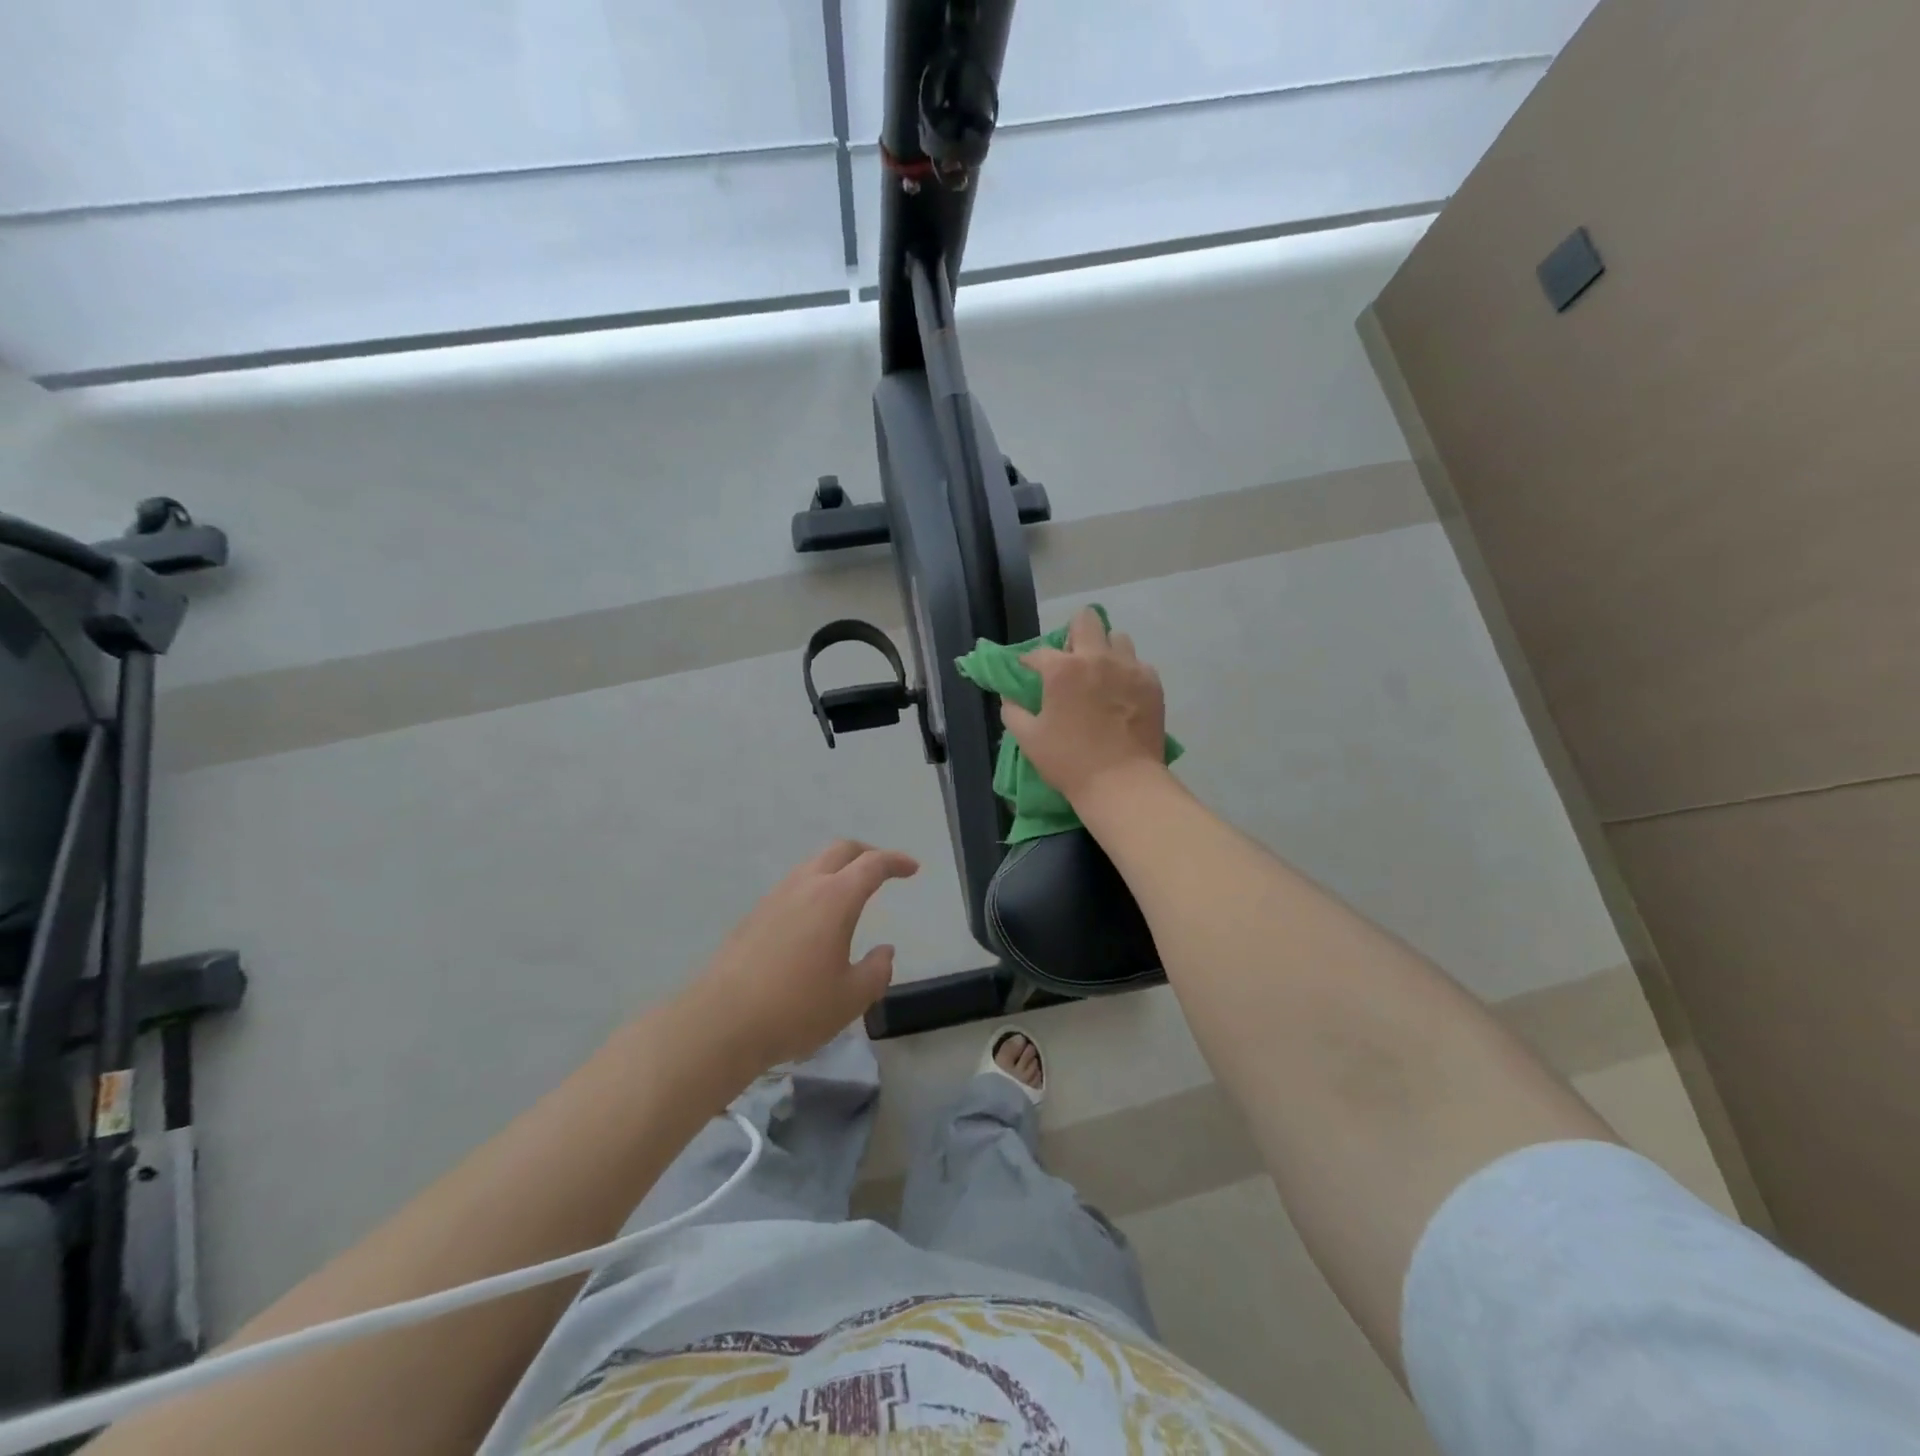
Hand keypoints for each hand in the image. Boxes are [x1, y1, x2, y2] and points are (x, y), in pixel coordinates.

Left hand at [683, 840, 918, 1070]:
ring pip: (812, 865)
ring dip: (837, 869)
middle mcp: (805, 886)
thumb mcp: (851, 998)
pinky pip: (793, 886)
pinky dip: (814, 887)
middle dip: (867, 854)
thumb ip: (877, 971)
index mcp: (835, 898)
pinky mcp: (754, 916)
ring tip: (850, 893)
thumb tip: (884, 952)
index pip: (872, 864)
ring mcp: (775, 898)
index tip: (912, 869)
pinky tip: (815, 920)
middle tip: (884, 870)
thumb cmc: (796, 1008)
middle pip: (840, 851)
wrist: (721, 1022)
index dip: (896, 862)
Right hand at [1000, 606, 1166, 805]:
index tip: (1029, 673)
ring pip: (1117, 638)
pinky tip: (1121, 695)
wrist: (1122, 782)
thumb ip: (1013, 711)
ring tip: (1100, 675)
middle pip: (1086, 619)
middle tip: (1071, 661)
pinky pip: (1138, 664)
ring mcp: (1129, 668)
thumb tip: (1010, 697)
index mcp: (1062, 669)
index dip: (1029, 663)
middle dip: (1074, 634)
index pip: (1039, 652)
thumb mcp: (1029, 739)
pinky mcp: (1152, 683)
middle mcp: (1097, 658)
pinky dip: (1126, 673)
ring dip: (1105, 650)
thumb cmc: (1069, 761)